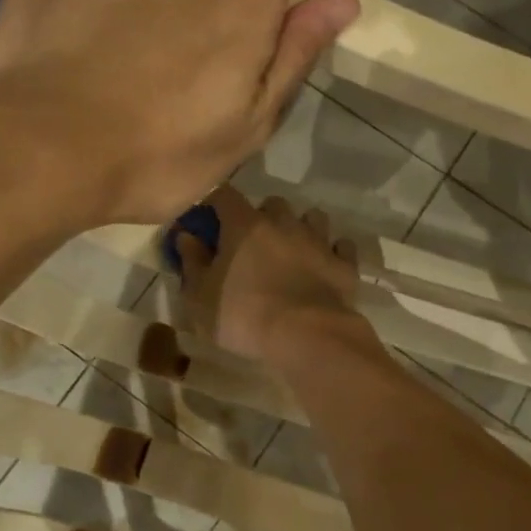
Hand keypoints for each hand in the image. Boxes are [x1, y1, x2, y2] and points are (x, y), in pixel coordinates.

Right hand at [175, 186, 365, 363]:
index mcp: (245, 226)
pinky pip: (341, 246)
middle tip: (253, 243)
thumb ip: (192, 263)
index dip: (215, 203)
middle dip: (263, 216)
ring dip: (301, 228)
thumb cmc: (245, 316)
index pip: (224, 195)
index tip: (209, 220)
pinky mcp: (344, 263)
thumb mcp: (201, 297)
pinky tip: (325, 266)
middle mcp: (284, 223)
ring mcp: (318, 241)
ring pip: (312, 218)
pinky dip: (333, 251)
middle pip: (273, 204)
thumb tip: (186, 236)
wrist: (307, 335)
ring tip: (293, 251)